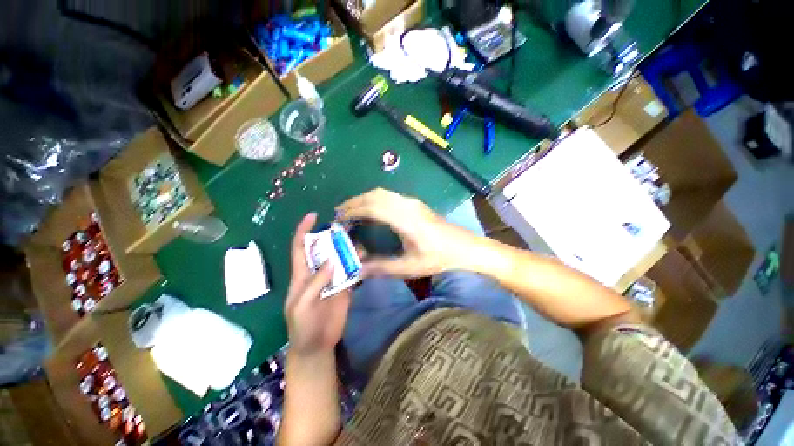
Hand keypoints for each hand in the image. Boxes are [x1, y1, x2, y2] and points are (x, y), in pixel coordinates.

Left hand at [285, 213, 351, 355]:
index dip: (304, 230)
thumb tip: (330, 260)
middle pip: (324, 249)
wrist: (317, 346)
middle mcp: (318, 272)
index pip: (300, 247)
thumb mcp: (302, 305)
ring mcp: (332, 279)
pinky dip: (358, 264)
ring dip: (348, 251)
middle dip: (332, 237)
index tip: (313, 215)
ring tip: (358, 247)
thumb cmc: (302, 326)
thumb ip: (315, 283)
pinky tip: (365, 260)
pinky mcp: (345, 287)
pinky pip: (352, 272)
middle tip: (345, 229)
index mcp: (302, 275)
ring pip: (340, 259)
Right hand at [336, 188, 479, 277]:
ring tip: (351, 212)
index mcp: (405, 219)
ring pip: (382, 193)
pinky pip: (389, 196)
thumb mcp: (410, 267)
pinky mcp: (415, 203)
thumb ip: (382, 267)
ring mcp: (412, 202)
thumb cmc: (439, 258)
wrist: (464, 247)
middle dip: (354, 202)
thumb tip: (358, 269)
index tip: (338, 219)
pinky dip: (375, 200)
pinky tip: (371, 212)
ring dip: (364, 199)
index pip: (372, 207)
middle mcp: (407, 205)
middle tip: (339, 214)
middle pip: (374, 195)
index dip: (352, 211)